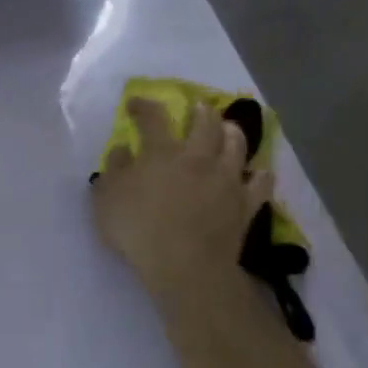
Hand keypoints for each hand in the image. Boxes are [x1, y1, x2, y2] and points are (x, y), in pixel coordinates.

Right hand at [91, 97, 272, 332]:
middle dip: (200, 110)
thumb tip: (122, 149)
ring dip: (232, 132)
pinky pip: (260, 182)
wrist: (185, 264)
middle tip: (197, 108)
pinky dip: (259, 174)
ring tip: (228, 129)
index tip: (135, 103)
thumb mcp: (107, 200)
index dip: (144, 105)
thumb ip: (113, 170)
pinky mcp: (246, 204)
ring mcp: (227, 179)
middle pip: (206, 123)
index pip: (153, 118)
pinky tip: (257, 173)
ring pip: (237, 145)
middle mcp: (199, 157)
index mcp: (162, 152)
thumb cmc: (138, 230)